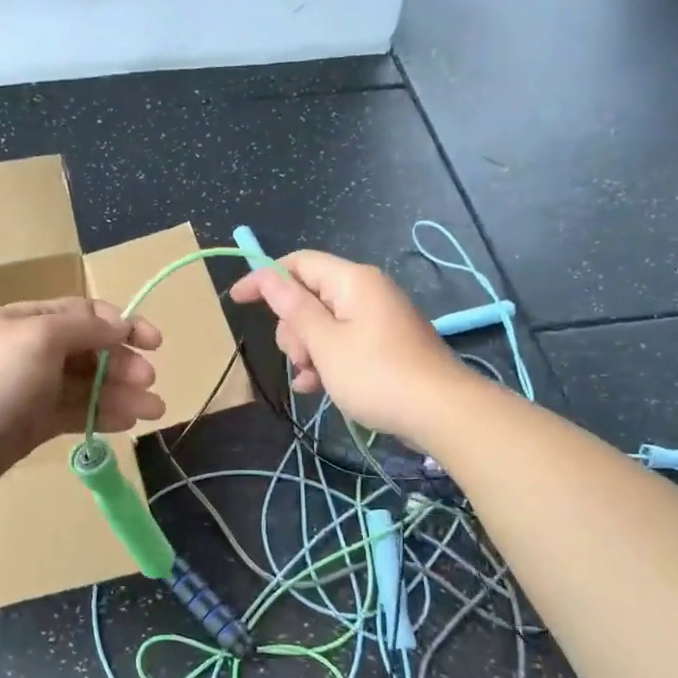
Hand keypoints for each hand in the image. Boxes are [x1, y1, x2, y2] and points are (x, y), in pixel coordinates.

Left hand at [0, 298, 164, 491]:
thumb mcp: (37, 338)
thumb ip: (83, 328)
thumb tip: (120, 324)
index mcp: (33, 321)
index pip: (87, 315)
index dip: (124, 325)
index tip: (154, 342)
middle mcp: (36, 350)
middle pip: (92, 351)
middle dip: (124, 363)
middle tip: (149, 381)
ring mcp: (35, 388)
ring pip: (89, 386)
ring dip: (122, 394)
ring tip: (154, 410)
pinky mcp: (35, 423)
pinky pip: (77, 413)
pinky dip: (103, 416)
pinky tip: (127, 422)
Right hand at [229, 251, 467, 445]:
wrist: (441, 413)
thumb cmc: (376, 374)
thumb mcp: (325, 342)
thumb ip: (293, 308)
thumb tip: (267, 276)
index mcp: (352, 281)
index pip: (298, 263)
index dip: (264, 277)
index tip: (237, 300)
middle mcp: (365, 292)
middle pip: (309, 296)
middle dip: (292, 327)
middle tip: (299, 358)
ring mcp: (377, 320)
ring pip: (322, 324)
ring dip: (307, 350)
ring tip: (311, 379)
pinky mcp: (383, 345)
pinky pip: (342, 343)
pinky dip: (326, 361)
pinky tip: (317, 388)